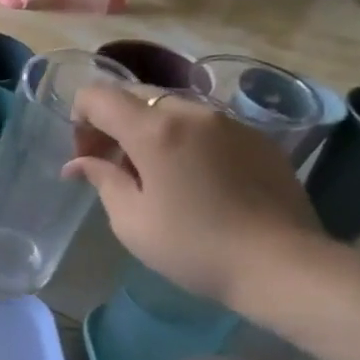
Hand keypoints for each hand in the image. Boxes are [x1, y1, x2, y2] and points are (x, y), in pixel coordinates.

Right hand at [62, 84, 332, 308]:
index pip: (98, 97)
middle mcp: (192, 112)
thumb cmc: (192, 246)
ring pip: (171, 109)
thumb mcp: (131, 220)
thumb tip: (78, 164)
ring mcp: (229, 121)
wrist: (280, 264)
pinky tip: (191, 181)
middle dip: (112, 124)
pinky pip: (204, 125)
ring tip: (152, 177)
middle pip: (135, 96)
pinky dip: (182, 140)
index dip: (79, 120)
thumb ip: (102, 180)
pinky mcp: (255, 137)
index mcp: (155, 130)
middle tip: (112, 167)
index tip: (85, 157)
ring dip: (148, 132)